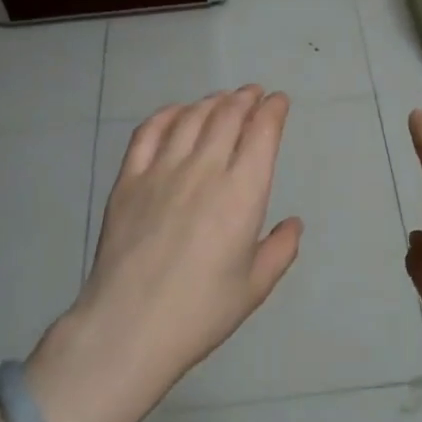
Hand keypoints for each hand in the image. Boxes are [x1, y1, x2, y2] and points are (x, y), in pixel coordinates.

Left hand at [32, 87, 301, 421]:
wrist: (129, 327)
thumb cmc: (200, 312)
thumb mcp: (254, 287)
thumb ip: (280, 250)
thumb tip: (293, 224)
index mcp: (242, 193)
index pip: (262, 133)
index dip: (273, 110)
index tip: (279, 102)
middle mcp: (205, 169)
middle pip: (228, 115)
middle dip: (245, 98)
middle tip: (253, 94)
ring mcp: (162, 170)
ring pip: (191, 118)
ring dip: (211, 102)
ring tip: (221, 99)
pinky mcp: (129, 180)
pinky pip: (148, 132)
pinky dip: (167, 114)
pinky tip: (176, 113)